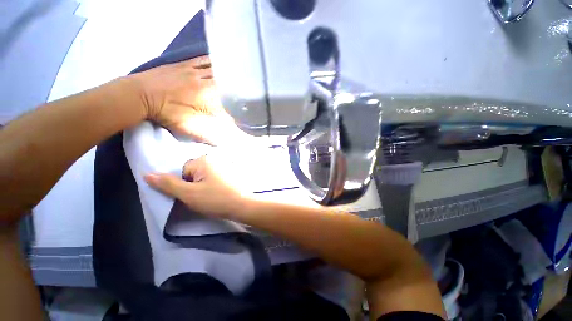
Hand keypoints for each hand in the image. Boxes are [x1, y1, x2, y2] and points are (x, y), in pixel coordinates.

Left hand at [130, 56, 244, 144]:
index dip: (238, 104)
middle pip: (225, 81)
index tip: (244, 109)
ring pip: (215, 68)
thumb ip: (207, 136)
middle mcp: (204, 81)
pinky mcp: (183, 65)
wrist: (138, 95)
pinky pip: (202, 60)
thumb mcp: (187, 128)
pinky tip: (217, 60)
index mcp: (207, 96)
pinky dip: (212, 60)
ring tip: (237, 73)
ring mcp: (193, 71)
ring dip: (227, 72)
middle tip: (245, 88)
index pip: (229, 99)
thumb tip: (222, 145)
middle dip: (237, 85)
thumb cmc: (165, 112)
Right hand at [144, 155, 251, 219]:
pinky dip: (213, 186)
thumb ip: (168, 184)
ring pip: (203, 178)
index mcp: (203, 160)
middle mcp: (214, 159)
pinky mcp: (230, 174)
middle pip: (192, 174)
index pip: (181, 171)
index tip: (193, 195)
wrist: (242, 205)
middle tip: (202, 197)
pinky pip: (214, 179)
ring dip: (203, 188)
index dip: (184, 186)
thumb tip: (146, 173)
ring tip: (211, 197)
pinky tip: (218, 194)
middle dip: (193, 186)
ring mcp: (224, 166)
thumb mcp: (188, 193)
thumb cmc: (215, 199)